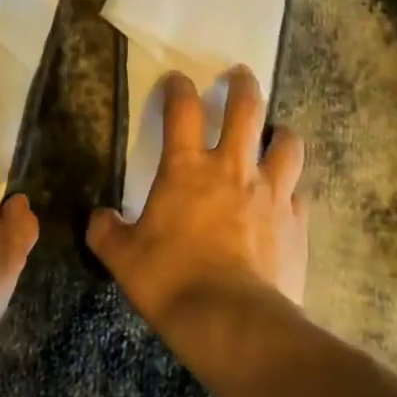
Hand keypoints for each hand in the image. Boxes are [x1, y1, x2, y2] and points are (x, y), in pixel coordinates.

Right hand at [86, 67, 307, 340]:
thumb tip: (97, 218)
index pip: (182, 110)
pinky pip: (299, 193)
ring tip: (276, 134)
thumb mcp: (124, 259)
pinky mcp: (297, 222)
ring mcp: (271, 193)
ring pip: (287, 144)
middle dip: (243, 85)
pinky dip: (292, 189)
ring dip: (281, 133)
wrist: (232, 322)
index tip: (177, 79)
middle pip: (246, 109)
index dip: (178, 88)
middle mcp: (233, 169)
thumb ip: (107, 232)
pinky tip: (286, 199)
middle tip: (240, 75)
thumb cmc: (171, 281)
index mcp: (187, 169)